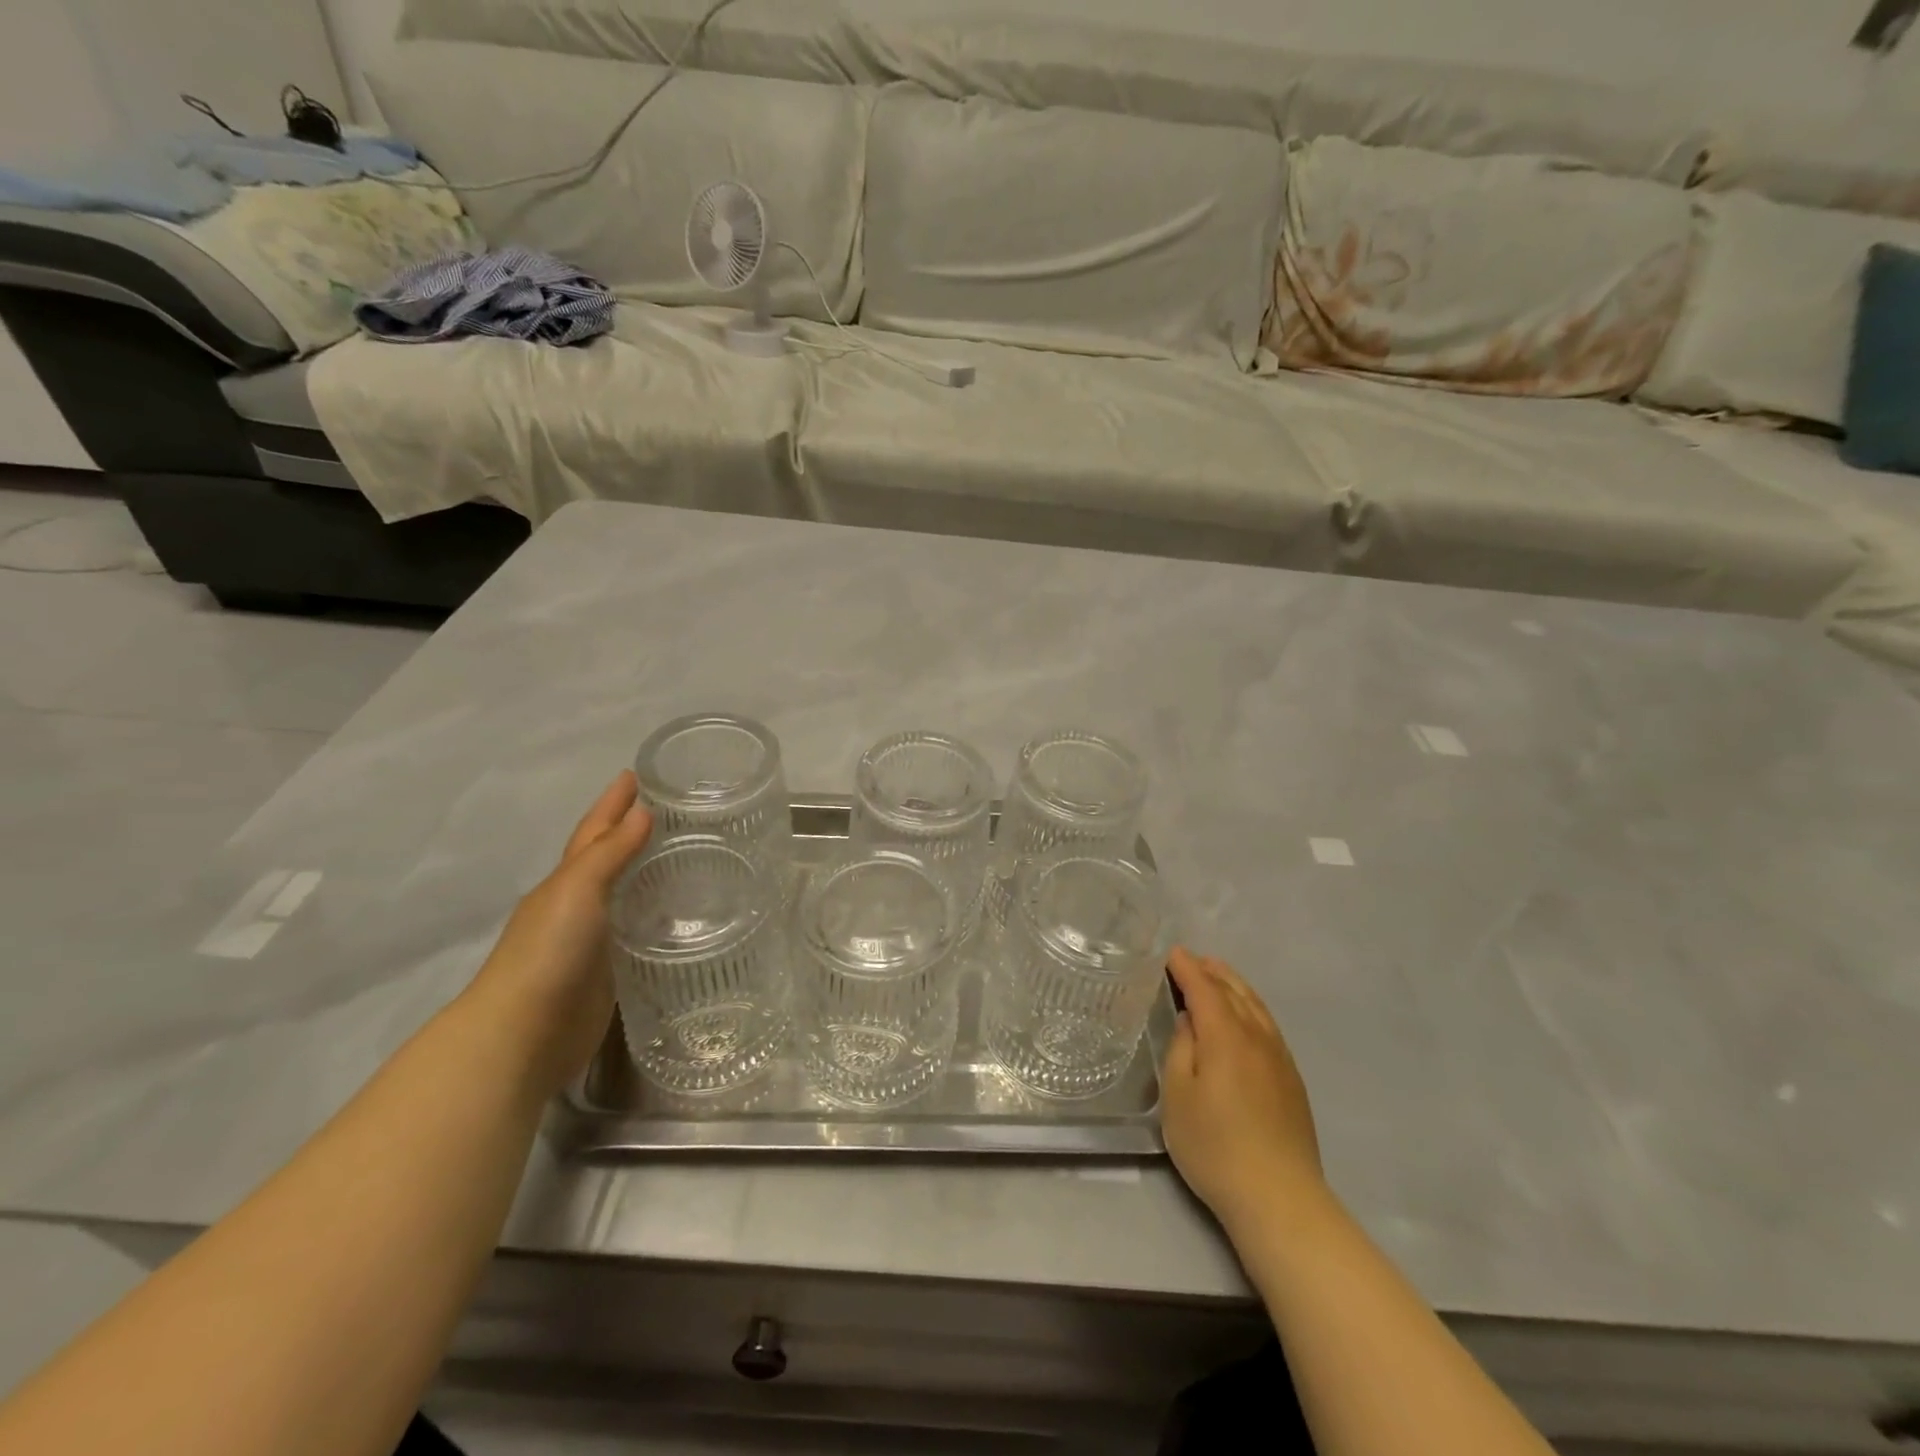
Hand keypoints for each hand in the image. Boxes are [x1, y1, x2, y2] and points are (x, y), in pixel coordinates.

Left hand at [463, 771, 652, 1094]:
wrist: (523, 1035)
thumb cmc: (548, 952)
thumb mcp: (578, 891)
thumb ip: (610, 853)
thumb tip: (643, 812)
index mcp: (565, 882)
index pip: (594, 832)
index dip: (613, 803)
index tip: (635, 774)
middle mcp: (578, 907)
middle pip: (609, 861)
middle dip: (632, 834)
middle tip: (673, 814)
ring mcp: (593, 942)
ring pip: (626, 898)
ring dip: (648, 876)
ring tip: (688, 859)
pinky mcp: (611, 974)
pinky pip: (639, 935)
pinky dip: (657, 918)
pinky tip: (683, 918)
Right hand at [1161, 948, 1323, 1235]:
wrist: (1279, 1197)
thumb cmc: (1215, 1146)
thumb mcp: (1178, 1095)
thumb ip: (1181, 1048)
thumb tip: (1191, 1021)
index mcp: (1225, 1035)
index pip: (1204, 987)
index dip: (1186, 967)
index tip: (1170, 953)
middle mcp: (1257, 1036)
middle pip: (1234, 990)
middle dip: (1211, 970)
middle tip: (1190, 960)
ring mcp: (1279, 1057)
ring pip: (1256, 1005)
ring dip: (1233, 985)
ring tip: (1216, 976)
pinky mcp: (1292, 1078)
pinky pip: (1268, 1024)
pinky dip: (1251, 1007)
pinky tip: (1244, 1017)